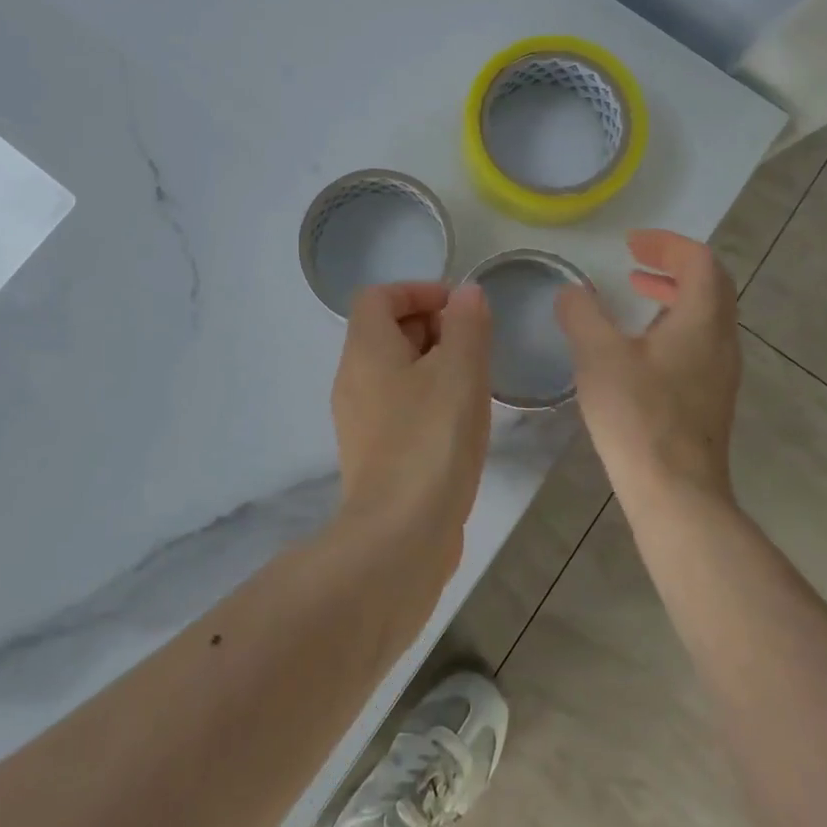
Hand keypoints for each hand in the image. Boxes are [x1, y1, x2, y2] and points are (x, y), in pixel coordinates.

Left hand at [330, 281, 492, 581]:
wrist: (400, 535)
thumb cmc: (432, 440)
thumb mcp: (460, 372)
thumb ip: (466, 324)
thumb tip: (466, 293)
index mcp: (365, 350)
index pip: (378, 296)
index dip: (419, 290)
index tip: (460, 308)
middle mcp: (352, 377)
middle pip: (385, 330)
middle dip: (431, 325)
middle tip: (473, 344)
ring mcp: (358, 418)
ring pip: (394, 370)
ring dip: (433, 363)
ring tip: (474, 381)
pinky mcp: (372, 451)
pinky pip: (397, 403)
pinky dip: (426, 396)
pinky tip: (459, 420)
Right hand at [555, 229, 742, 505]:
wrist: (676, 493)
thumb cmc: (638, 416)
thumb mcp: (598, 356)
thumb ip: (582, 314)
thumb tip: (572, 291)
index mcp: (702, 321)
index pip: (699, 261)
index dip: (666, 244)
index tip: (630, 244)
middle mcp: (721, 341)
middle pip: (710, 285)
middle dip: (672, 265)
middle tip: (634, 262)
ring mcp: (720, 372)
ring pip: (705, 315)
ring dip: (672, 296)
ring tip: (635, 295)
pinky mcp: (710, 398)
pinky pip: (698, 342)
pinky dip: (672, 325)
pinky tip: (638, 347)